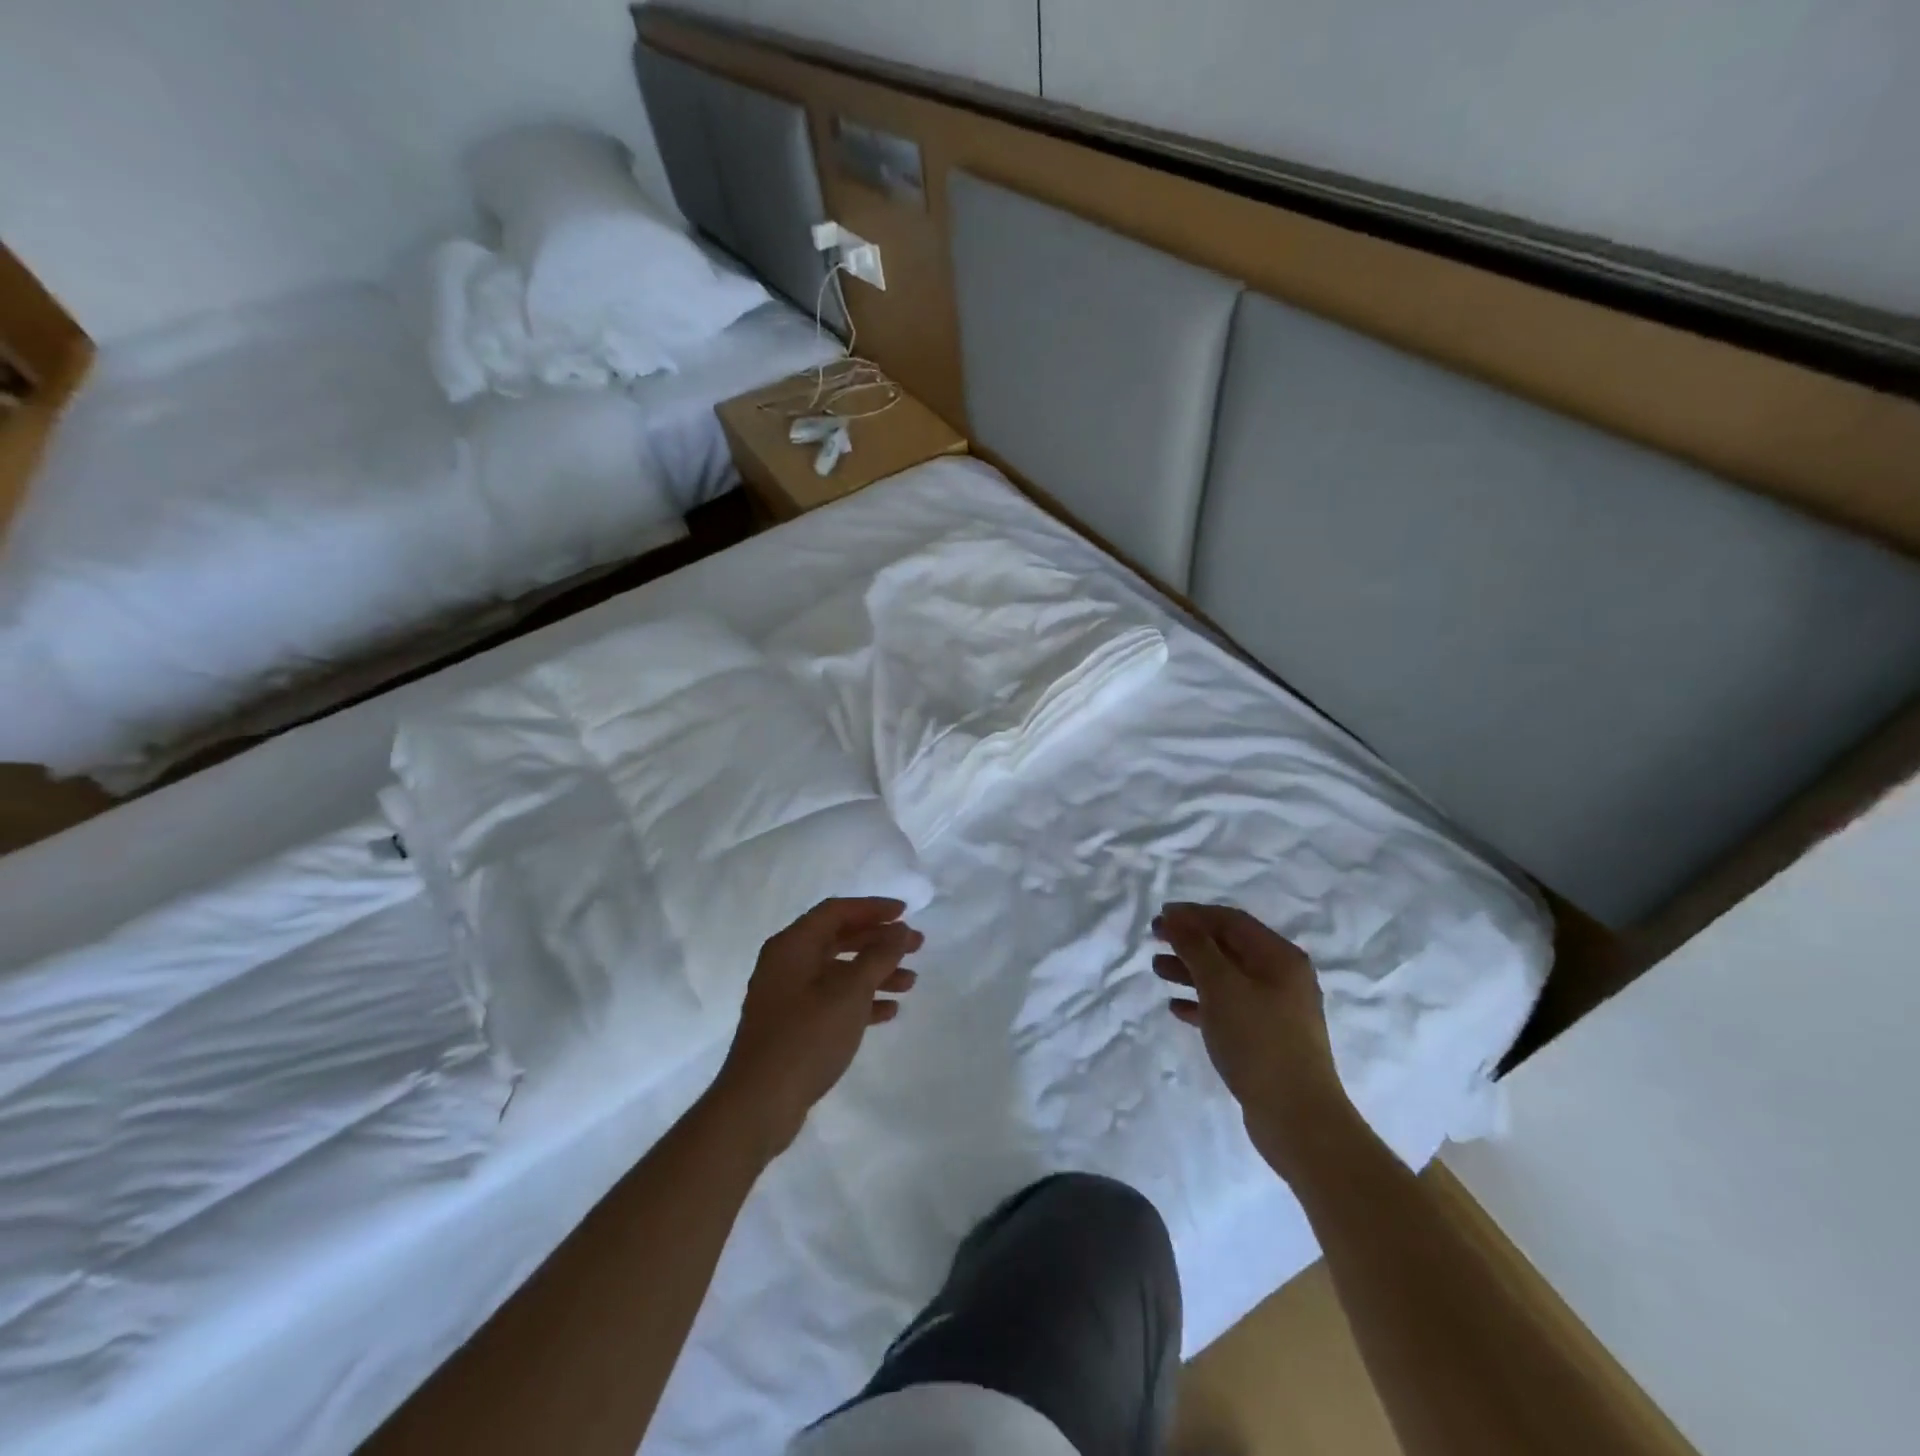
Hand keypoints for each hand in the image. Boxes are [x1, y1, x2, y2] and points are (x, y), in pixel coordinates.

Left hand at [708, 897, 922, 1159]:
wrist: (759, 1103)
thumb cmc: (806, 1037)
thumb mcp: (849, 992)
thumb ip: (878, 956)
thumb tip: (900, 930)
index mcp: (793, 945)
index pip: (836, 911)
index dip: (873, 908)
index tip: (906, 913)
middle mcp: (787, 963)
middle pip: (839, 939)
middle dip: (879, 941)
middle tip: (917, 946)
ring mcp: (787, 996)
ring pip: (839, 971)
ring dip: (875, 972)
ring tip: (911, 982)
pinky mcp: (792, 1025)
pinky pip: (832, 1000)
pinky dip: (860, 1000)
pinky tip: (889, 1011)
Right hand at [1152, 902, 1354, 1177]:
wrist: (1298, 1118)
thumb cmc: (1258, 1041)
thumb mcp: (1221, 986)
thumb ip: (1196, 947)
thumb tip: (1176, 916)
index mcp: (1279, 957)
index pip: (1231, 920)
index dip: (1193, 914)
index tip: (1159, 918)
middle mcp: (1282, 977)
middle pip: (1229, 946)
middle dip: (1190, 941)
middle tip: (1154, 939)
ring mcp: (1277, 1010)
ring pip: (1226, 977)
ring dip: (1191, 970)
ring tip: (1157, 971)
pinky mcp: (1267, 1039)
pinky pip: (1229, 1008)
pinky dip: (1202, 1002)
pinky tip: (1176, 1008)